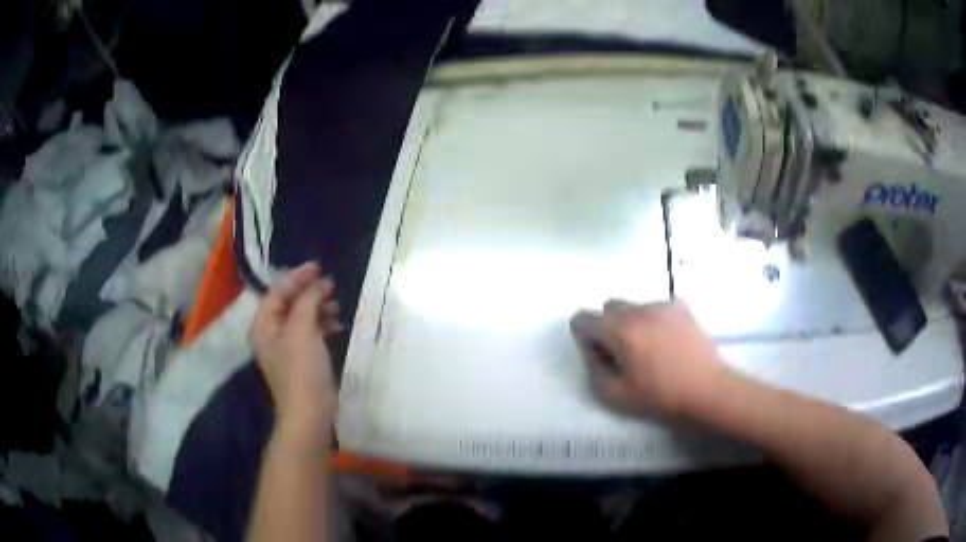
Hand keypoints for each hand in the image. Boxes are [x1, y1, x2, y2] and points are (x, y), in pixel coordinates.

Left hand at [251, 263, 342, 437]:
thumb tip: (317, 284)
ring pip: (301, 318)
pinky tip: (337, 323)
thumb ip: (307, 301)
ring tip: (337, 303)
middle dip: (309, 292)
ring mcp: (287, 348)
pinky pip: (310, 333)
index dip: (297, 277)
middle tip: (331, 284)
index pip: (278, 292)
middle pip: (289, 303)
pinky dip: (323, 324)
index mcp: (264, 325)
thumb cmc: (301, 369)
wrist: (310, 413)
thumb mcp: (302, 330)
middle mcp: (272, 334)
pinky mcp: (302, 359)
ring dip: (318, 308)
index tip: (318, 267)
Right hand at [570, 300, 728, 420]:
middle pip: (609, 307)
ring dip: (632, 323)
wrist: (706, 390)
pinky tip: (667, 342)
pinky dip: (653, 320)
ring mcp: (662, 305)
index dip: (584, 335)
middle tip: (623, 352)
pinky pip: (656, 308)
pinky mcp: (681, 307)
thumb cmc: (659, 397)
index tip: (599, 354)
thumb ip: (594, 367)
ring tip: (650, 349)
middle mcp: (638, 310)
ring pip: (634, 307)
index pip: (584, 318)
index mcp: (619, 330)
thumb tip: (591, 348)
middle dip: (608, 326)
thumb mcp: (615, 394)